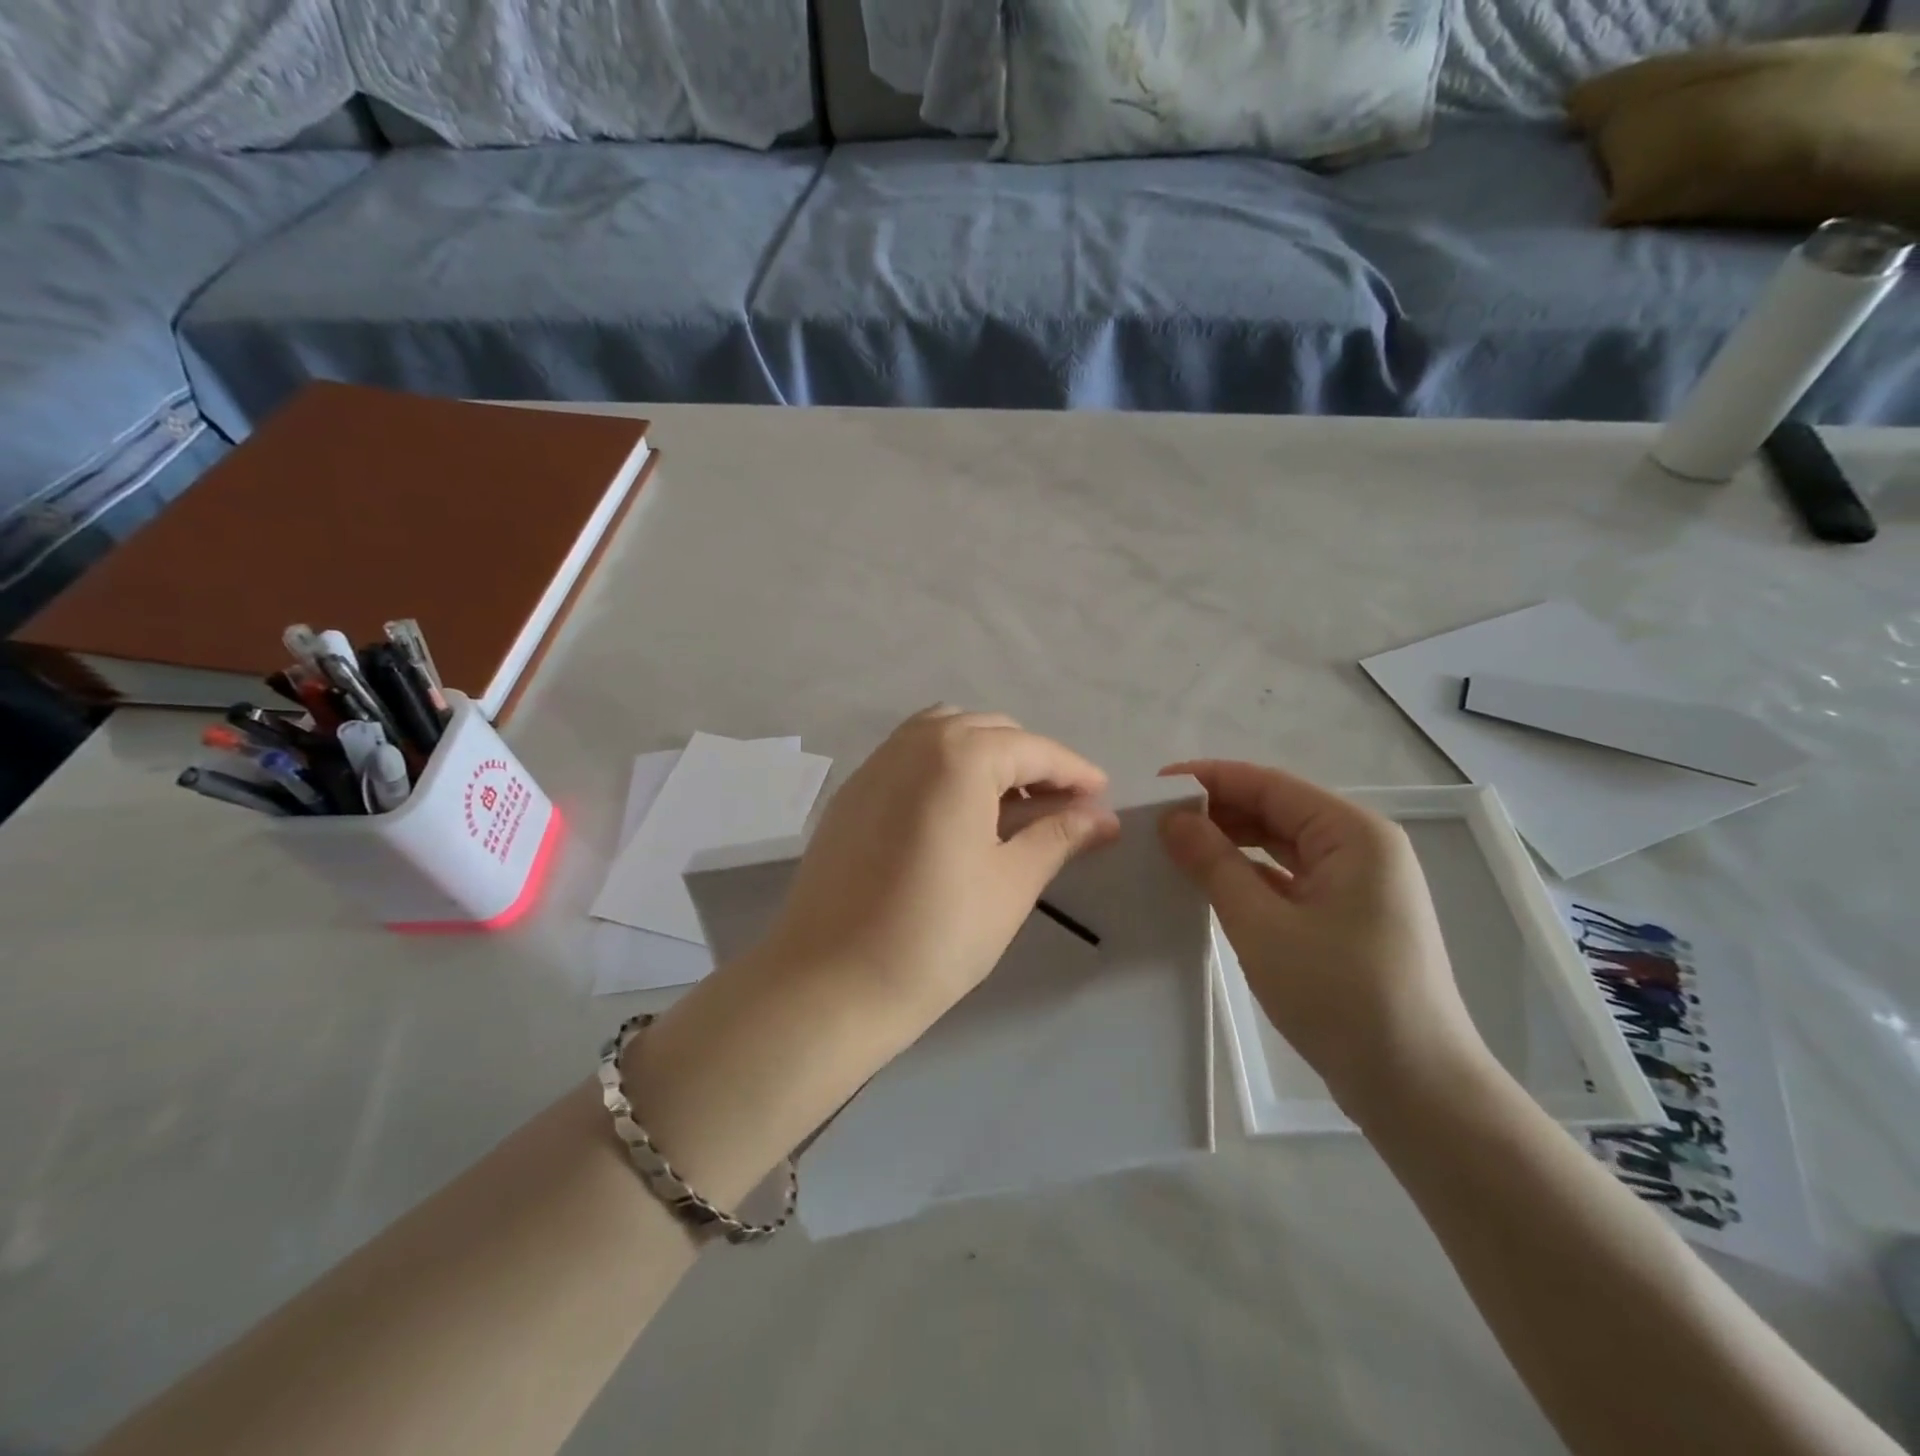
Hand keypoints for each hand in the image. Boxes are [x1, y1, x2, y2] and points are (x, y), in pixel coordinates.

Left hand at [762, 707, 1120, 1027]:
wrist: (830, 983)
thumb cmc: (936, 935)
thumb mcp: (1011, 883)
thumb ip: (1058, 836)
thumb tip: (1103, 817)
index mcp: (958, 757)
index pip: (1032, 749)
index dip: (1074, 772)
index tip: (1104, 797)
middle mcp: (913, 744)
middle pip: (987, 731)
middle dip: (1031, 761)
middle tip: (1060, 808)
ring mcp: (874, 765)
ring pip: (943, 734)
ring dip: (985, 756)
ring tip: (1008, 806)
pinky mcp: (851, 794)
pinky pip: (908, 758)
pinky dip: (944, 767)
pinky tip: (956, 816)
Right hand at [1158, 761, 1486, 1113]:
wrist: (1416, 1090)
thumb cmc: (1340, 997)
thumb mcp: (1262, 926)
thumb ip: (1213, 864)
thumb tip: (1172, 819)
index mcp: (1353, 834)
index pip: (1269, 785)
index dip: (1209, 779)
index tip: (1154, 786)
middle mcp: (1362, 847)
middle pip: (1277, 811)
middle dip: (1218, 812)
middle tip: (1156, 823)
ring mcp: (1359, 884)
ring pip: (1283, 845)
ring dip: (1232, 843)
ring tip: (1175, 848)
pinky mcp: (1350, 916)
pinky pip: (1291, 878)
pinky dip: (1251, 875)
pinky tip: (1211, 883)